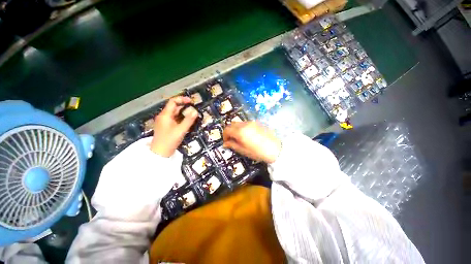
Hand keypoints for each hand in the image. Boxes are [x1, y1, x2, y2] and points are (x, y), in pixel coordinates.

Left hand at [150, 96, 197, 156]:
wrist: (160, 152)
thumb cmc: (170, 140)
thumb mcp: (181, 130)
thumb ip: (189, 120)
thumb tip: (195, 111)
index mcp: (165, 115)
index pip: (173, 102)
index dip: (182, 99)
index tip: (191, 102)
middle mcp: (163, 116)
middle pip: (174, 107)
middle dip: (184, 106)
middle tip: (194, 109)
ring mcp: (164, 121)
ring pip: (174, 113)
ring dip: (183, 113)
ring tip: (192, 115)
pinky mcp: (166, 126)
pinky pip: (174, 119)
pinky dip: (181, 118)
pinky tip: (187, 121)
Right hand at [223, 121, 281, 163]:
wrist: (275, 149)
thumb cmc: (258, 152)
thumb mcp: (243, 150)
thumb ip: (232, 145)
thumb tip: (225, 143)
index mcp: (240, 132)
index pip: (227, 129)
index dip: (224, 135)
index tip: (226, 141)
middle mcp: (244, 124)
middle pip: (231, 124)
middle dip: (229, 131)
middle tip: (231, 139)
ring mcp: (251, 122)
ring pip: (238, 123)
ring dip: (236, 129)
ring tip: (239, 137)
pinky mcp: (256, 123)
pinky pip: (245, 123)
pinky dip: (242, 127)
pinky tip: (247, 135)